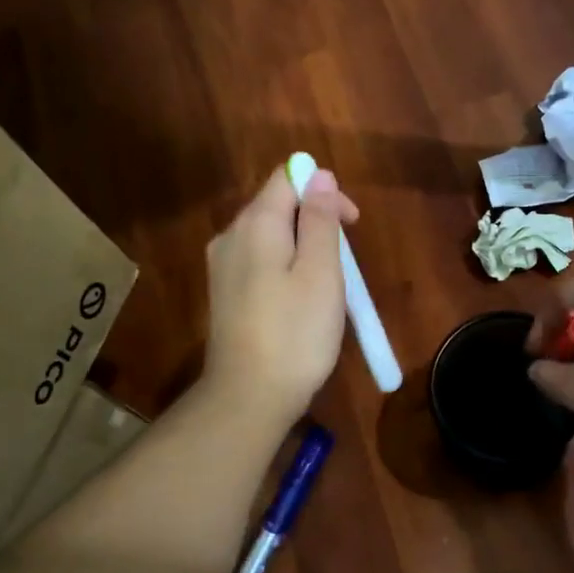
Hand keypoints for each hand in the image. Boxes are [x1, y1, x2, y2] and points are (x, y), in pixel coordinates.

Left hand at [202, 165, 358, 426]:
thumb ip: (320, 219)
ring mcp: (222, 266)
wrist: (249, 397)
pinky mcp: (224, 293)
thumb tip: (319, 174)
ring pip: (269, 236)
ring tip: (327, 286)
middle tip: (345, 263)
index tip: (351, 225)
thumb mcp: (321, 273)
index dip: (324, 190)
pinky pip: (259, 262)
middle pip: (277, 205)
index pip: (287, 178)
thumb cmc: (295, 334)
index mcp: (255, 224)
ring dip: (303, 247)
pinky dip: (285, 268)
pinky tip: (299, 302)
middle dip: (316, 220)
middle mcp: (230, 236)